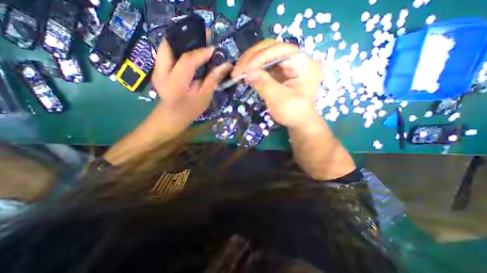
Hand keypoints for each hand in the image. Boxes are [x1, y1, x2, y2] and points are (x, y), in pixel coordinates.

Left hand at [152, 39, 234, 123]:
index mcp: (176, 81)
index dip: (202, 53)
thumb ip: (213, 79)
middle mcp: (162, 72)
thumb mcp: (204, 97)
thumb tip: (226, 65)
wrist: (171, 118)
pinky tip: (188, 56)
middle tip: (201, 42)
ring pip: (166, 48)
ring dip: (181, 45)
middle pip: (170, 46)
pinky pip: (166, 54)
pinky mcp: (157, 70)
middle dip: (186, 41)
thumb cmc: (190, 110)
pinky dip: (177, 51)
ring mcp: (156, 70)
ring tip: (195, 47)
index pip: (188, 60)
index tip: (214, 50)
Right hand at [232, 40, 321, 128]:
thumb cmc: (294, 113)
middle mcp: (296, 58)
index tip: (244, 71)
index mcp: (304, 63)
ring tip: (237, 72)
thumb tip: (247, 73)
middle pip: (271, 48)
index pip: (279, 50)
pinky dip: (253, 68)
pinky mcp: (280, 70)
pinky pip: (264, 64)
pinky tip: (244, 73)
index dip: (259, 57)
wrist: (299, 121)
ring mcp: (287, 63)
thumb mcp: (279, 100)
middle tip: (237, 71)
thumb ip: (264, 84)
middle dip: (251, 58)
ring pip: (265, 54)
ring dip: (249, 62)